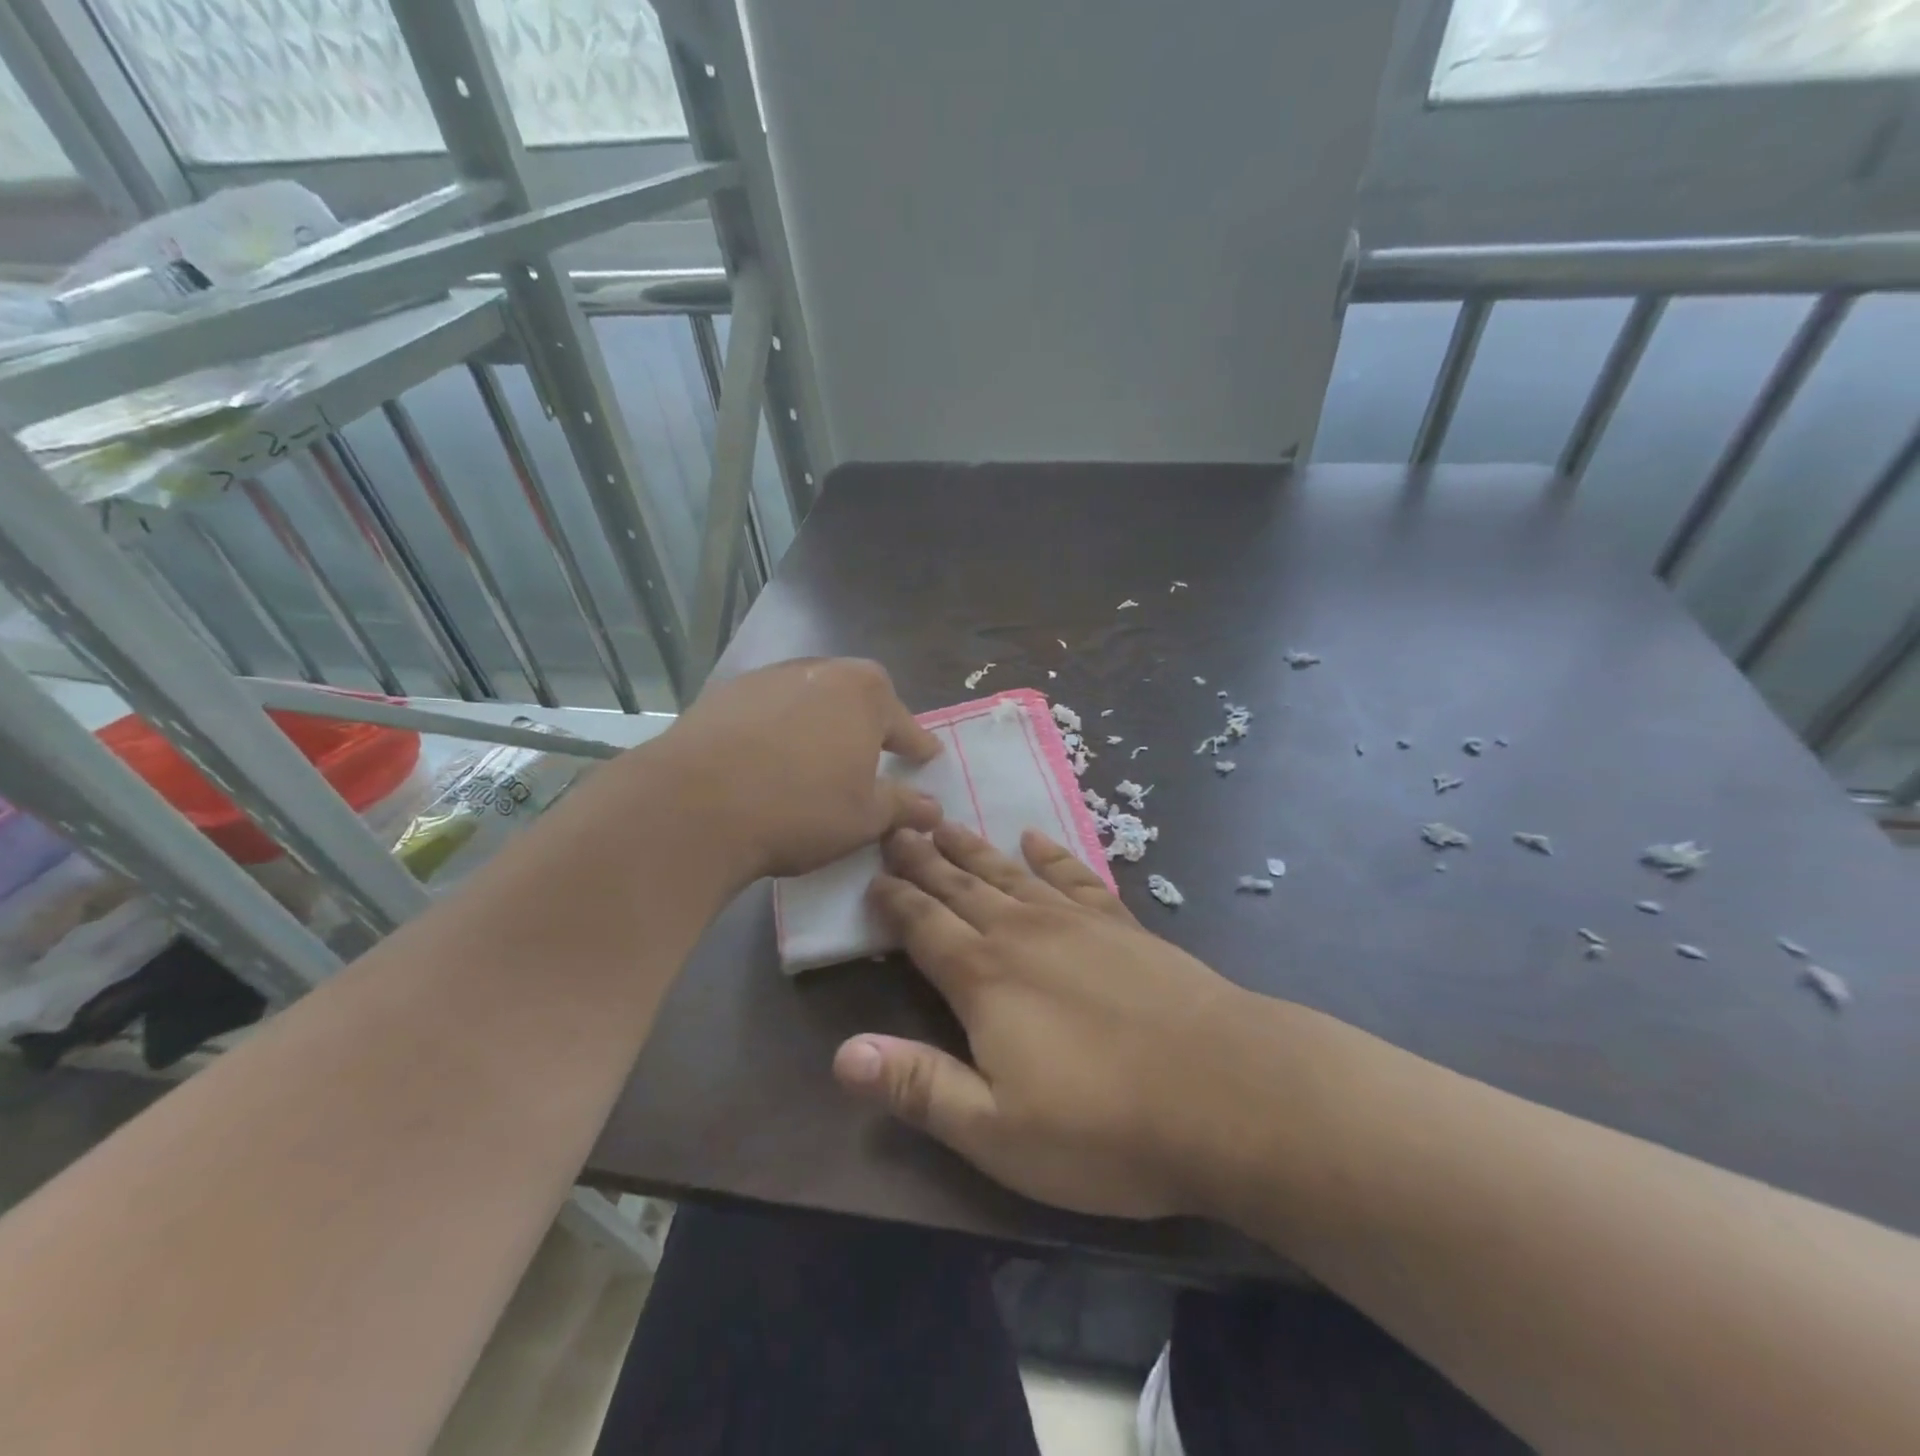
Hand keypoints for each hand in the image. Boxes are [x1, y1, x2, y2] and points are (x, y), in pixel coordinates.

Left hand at [657, 658, 943, 881]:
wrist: (694, 805)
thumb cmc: (800, 808)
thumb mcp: (865, 817)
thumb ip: (904, 807)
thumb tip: (933, 808)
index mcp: (864, 693)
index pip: (904, 722)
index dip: (917, 744)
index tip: (927, 756)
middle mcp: (820, 670)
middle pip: (855, 698)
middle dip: (867, 724)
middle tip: (872, 754)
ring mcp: (768, 678)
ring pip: (809, 699)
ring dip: (819, 723)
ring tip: (816, 758)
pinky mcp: (725, 694)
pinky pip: (767, 710)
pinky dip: (777, 729)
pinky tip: (768, 759)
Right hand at [832, 822, 1255, 1219]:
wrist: (1228, 1092)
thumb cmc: (1104, 1127)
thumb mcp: (997, 1132)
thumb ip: (918, 1086)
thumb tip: (841, 1055)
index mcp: (984, 978)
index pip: (924, 926)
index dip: (895, 900)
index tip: (873, 875)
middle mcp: (1023, 933)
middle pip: (962, 887)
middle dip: (926, 859)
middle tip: (899, 828)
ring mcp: (1077, 921)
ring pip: (1010, 873)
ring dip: (975, 849)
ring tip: (948, 823)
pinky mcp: (1123, 924)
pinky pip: (1075, 875)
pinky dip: (1052, 854)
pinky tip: (1037, 838)